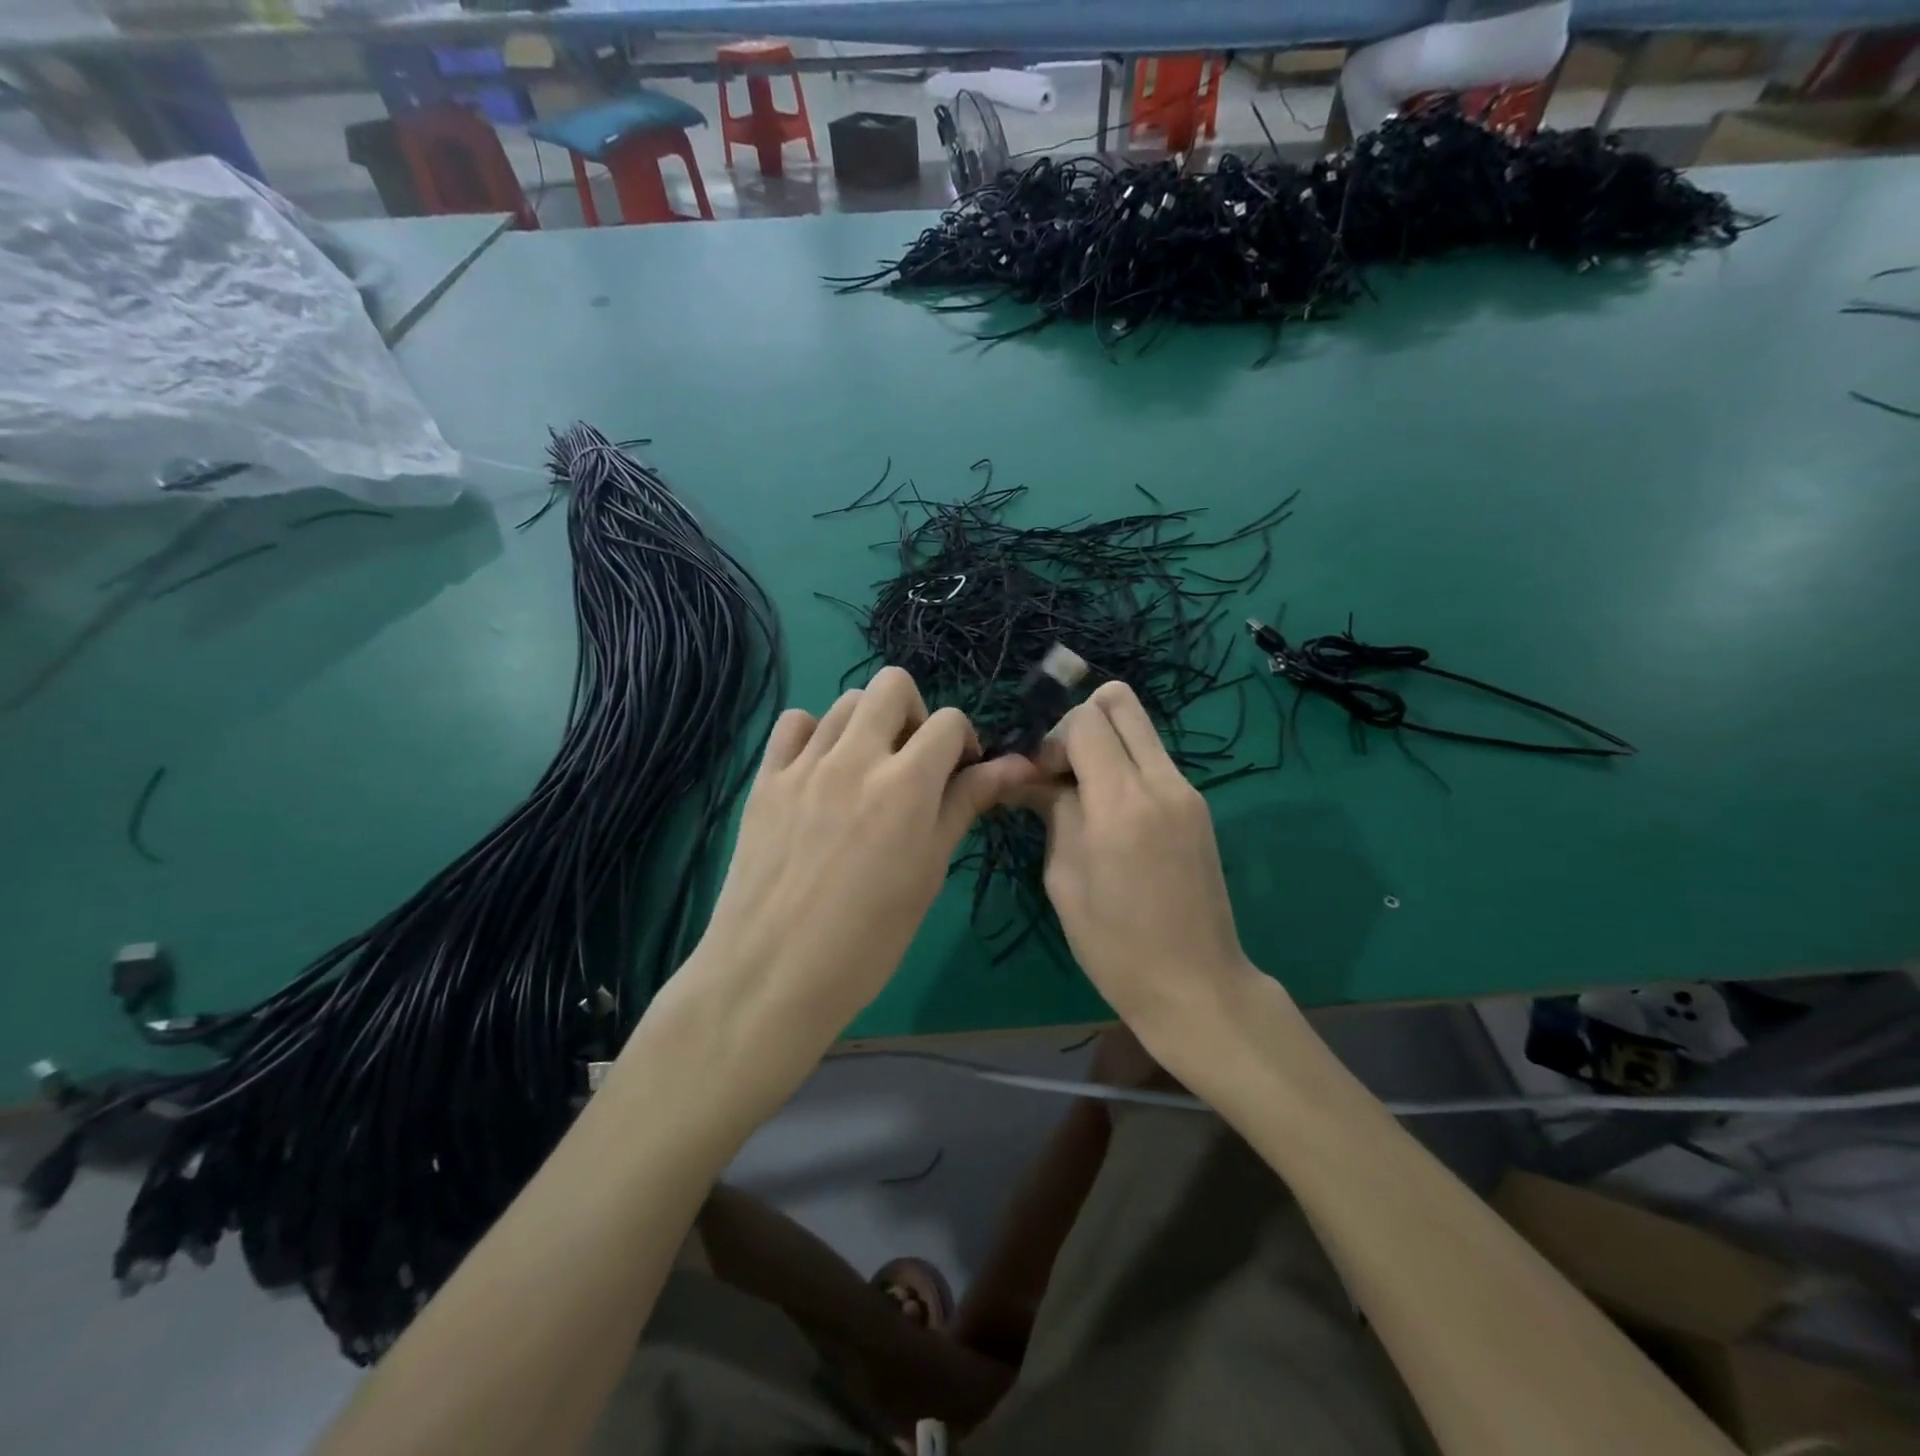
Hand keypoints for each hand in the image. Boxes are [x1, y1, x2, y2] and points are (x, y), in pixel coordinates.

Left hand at [668, 667, 1033, 1092]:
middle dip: (915, 714)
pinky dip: (815, 733)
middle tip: (913, 761)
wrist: (773, 974)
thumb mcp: (929, 872)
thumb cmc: (868, 940)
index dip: (963, 741)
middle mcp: (854, 758)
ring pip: (845, 700)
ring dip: (868, 723)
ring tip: (867, 770)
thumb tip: (1011, 766)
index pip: (948, 721)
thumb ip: (964, 806)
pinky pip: (794, 723)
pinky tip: (820, 770)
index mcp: (905, 785)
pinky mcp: (765, 778)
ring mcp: (804, 764)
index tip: (959, 773)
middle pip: (893, 685)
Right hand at [1028, 682, 1257, 1033]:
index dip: (1051, 738)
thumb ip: (1052, 812)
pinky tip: (1110, 815)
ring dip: (1104, 745)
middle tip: (1062, 770)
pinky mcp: (1197, 807)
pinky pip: (1154, 760)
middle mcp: (1161, 782)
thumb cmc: (1116, 945)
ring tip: (1082, 795)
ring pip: (1139, 728)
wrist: (1196, 985)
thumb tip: (1030, 777)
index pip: (1085, 720)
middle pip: (1119, 702)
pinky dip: (1125, 768)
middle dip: (1080, 723)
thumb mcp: (1064, 879)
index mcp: (1122, 802)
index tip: (1038, 780)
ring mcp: (1187, 792)